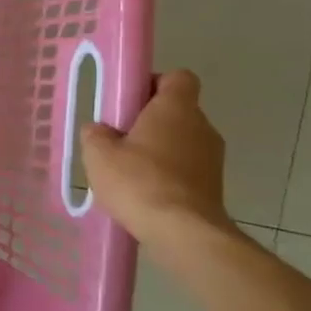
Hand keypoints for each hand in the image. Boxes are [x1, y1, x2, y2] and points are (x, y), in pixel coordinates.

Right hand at [81, 70, 233, 261]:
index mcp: (176, 108)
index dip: (153, 83)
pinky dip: (169, 175)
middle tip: (120, 139)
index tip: (130, 102)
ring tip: (130, 172)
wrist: (183, 233)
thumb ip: (96, 134)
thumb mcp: (99, 154)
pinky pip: (187, 169)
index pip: (177, 77)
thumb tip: (100, 130)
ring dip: (159, 150)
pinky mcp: (215, 186)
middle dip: (150, 121)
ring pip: (182, 141)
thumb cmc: (139, 182)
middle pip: (177, 111)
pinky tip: (145, 194)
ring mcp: (213, 158)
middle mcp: (202, 126)